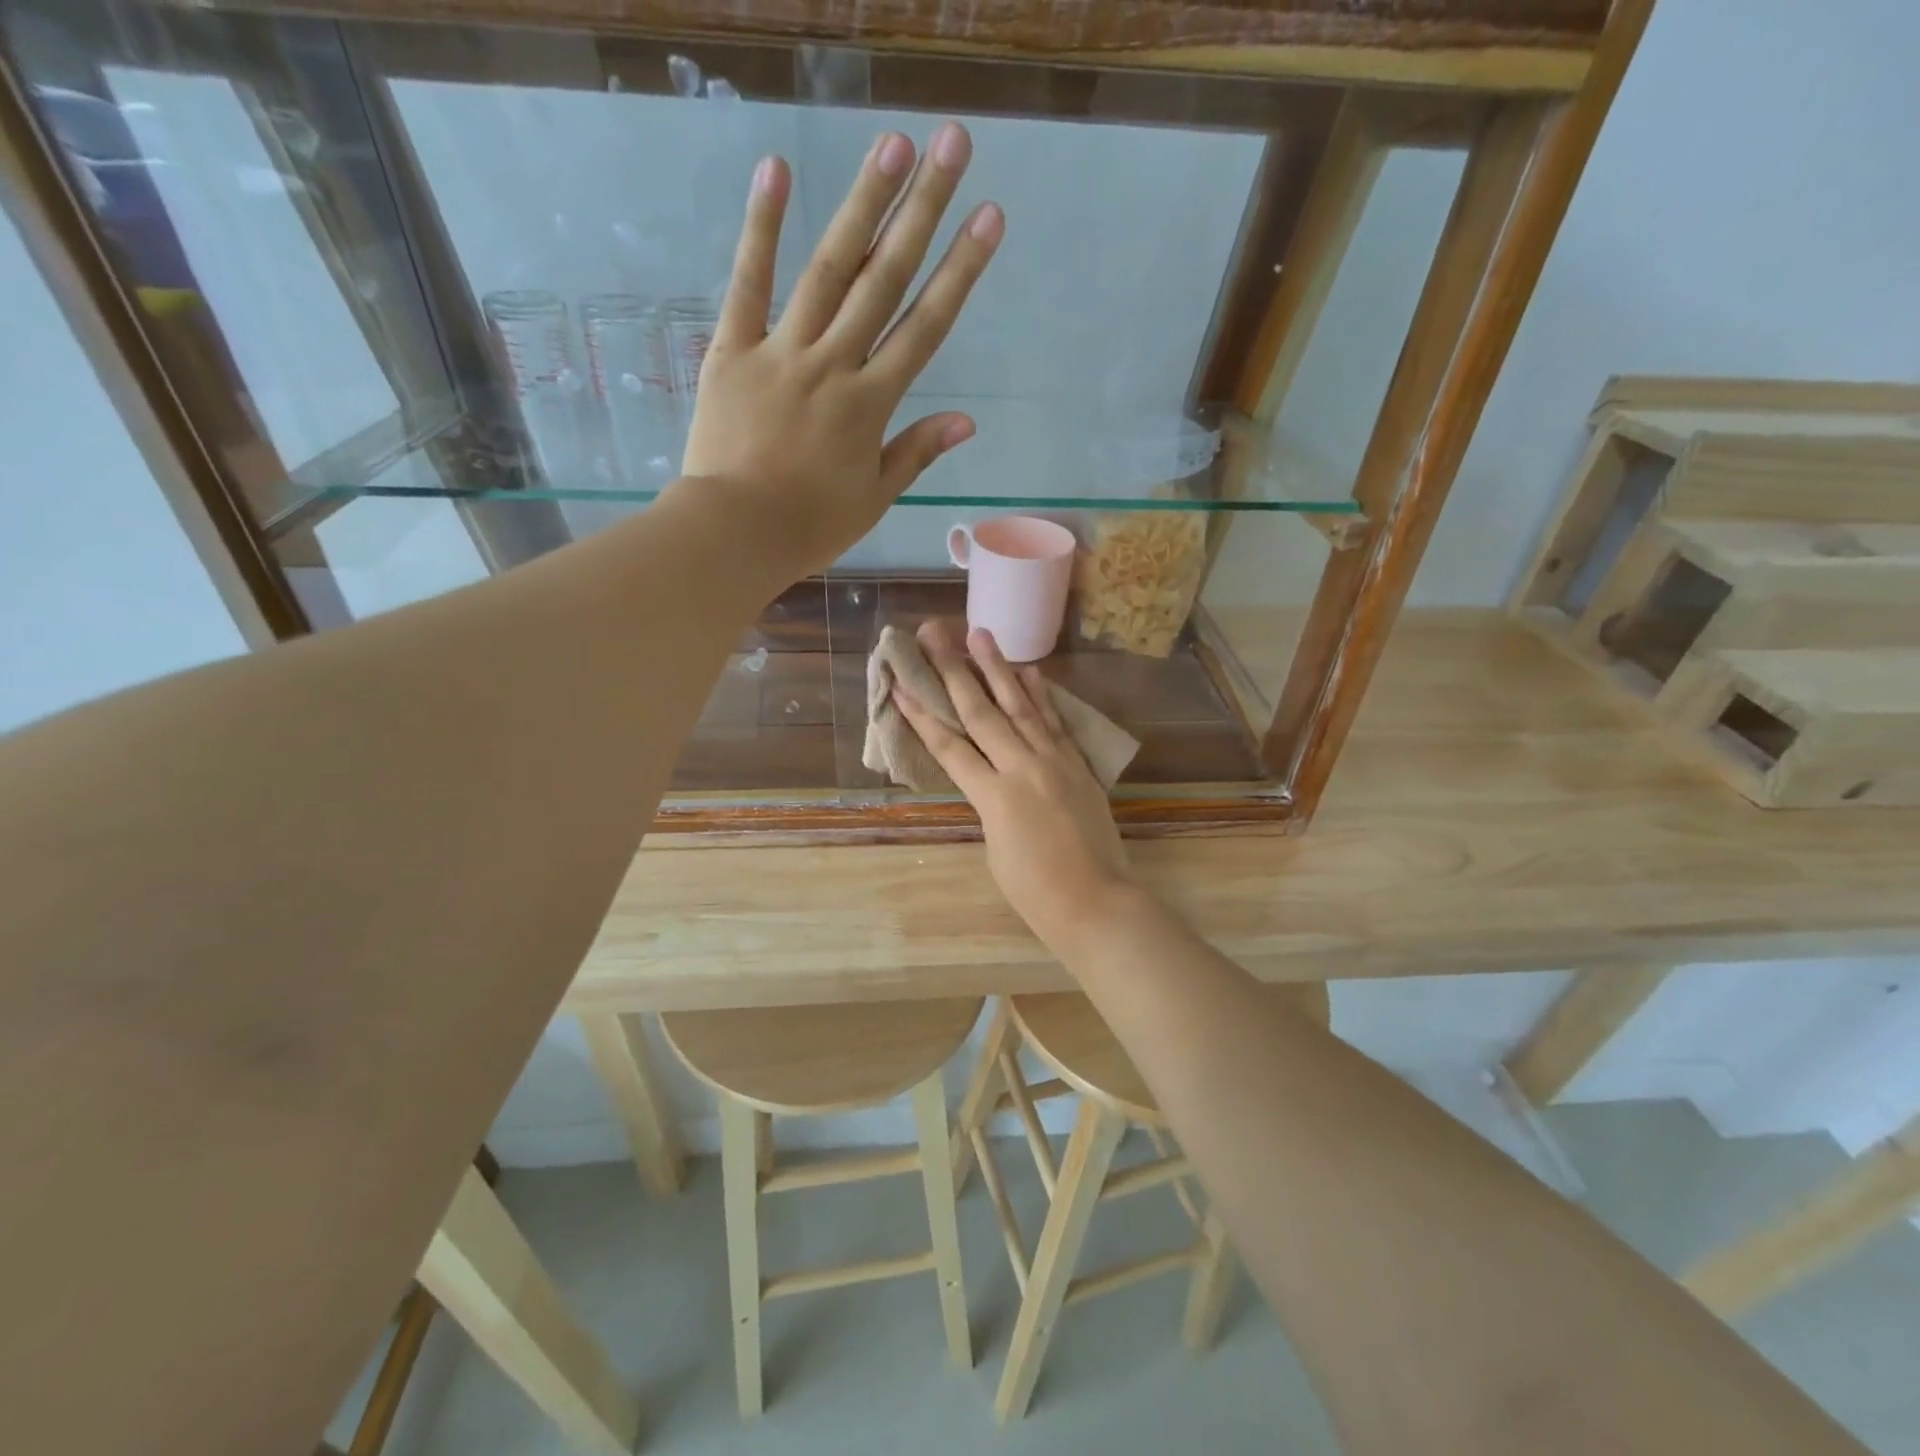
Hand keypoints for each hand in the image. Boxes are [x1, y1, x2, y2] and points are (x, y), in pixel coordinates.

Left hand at [681, 124, 1002, 576]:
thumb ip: (916, 452)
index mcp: (870, 404)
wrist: (735, 532)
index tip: (988, 217)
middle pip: (885, 280)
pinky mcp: (732, 350)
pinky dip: (761, 228)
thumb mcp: (873, 497)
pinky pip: (748, 284)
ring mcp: (782, 351)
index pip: (924, 327)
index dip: (959, 271)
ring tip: (892, 144)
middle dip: (922, 210)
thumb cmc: (810, 525)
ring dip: (862, 204)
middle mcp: (834, 365)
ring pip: (828, 270)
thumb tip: (966, 421)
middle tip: (951, 144)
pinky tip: (778, 171)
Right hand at [893, 621, 1138, 954]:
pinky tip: (1030, 671)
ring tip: (980, 634)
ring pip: (1020, 707)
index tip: (900, 683)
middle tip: (935, 634)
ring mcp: (1055, 762)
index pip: (950, 747)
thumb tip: (990, 778)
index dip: (922, 715)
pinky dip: (1041, 696)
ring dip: (998, 668)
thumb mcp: (995, 847)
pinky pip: (1055, 723)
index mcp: (993, 797)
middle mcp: (1022, 768)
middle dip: (953, 671)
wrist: (1096, 903)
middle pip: (981, 713)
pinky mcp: (1078, 766)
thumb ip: (989, 803)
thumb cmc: (1035, 892)